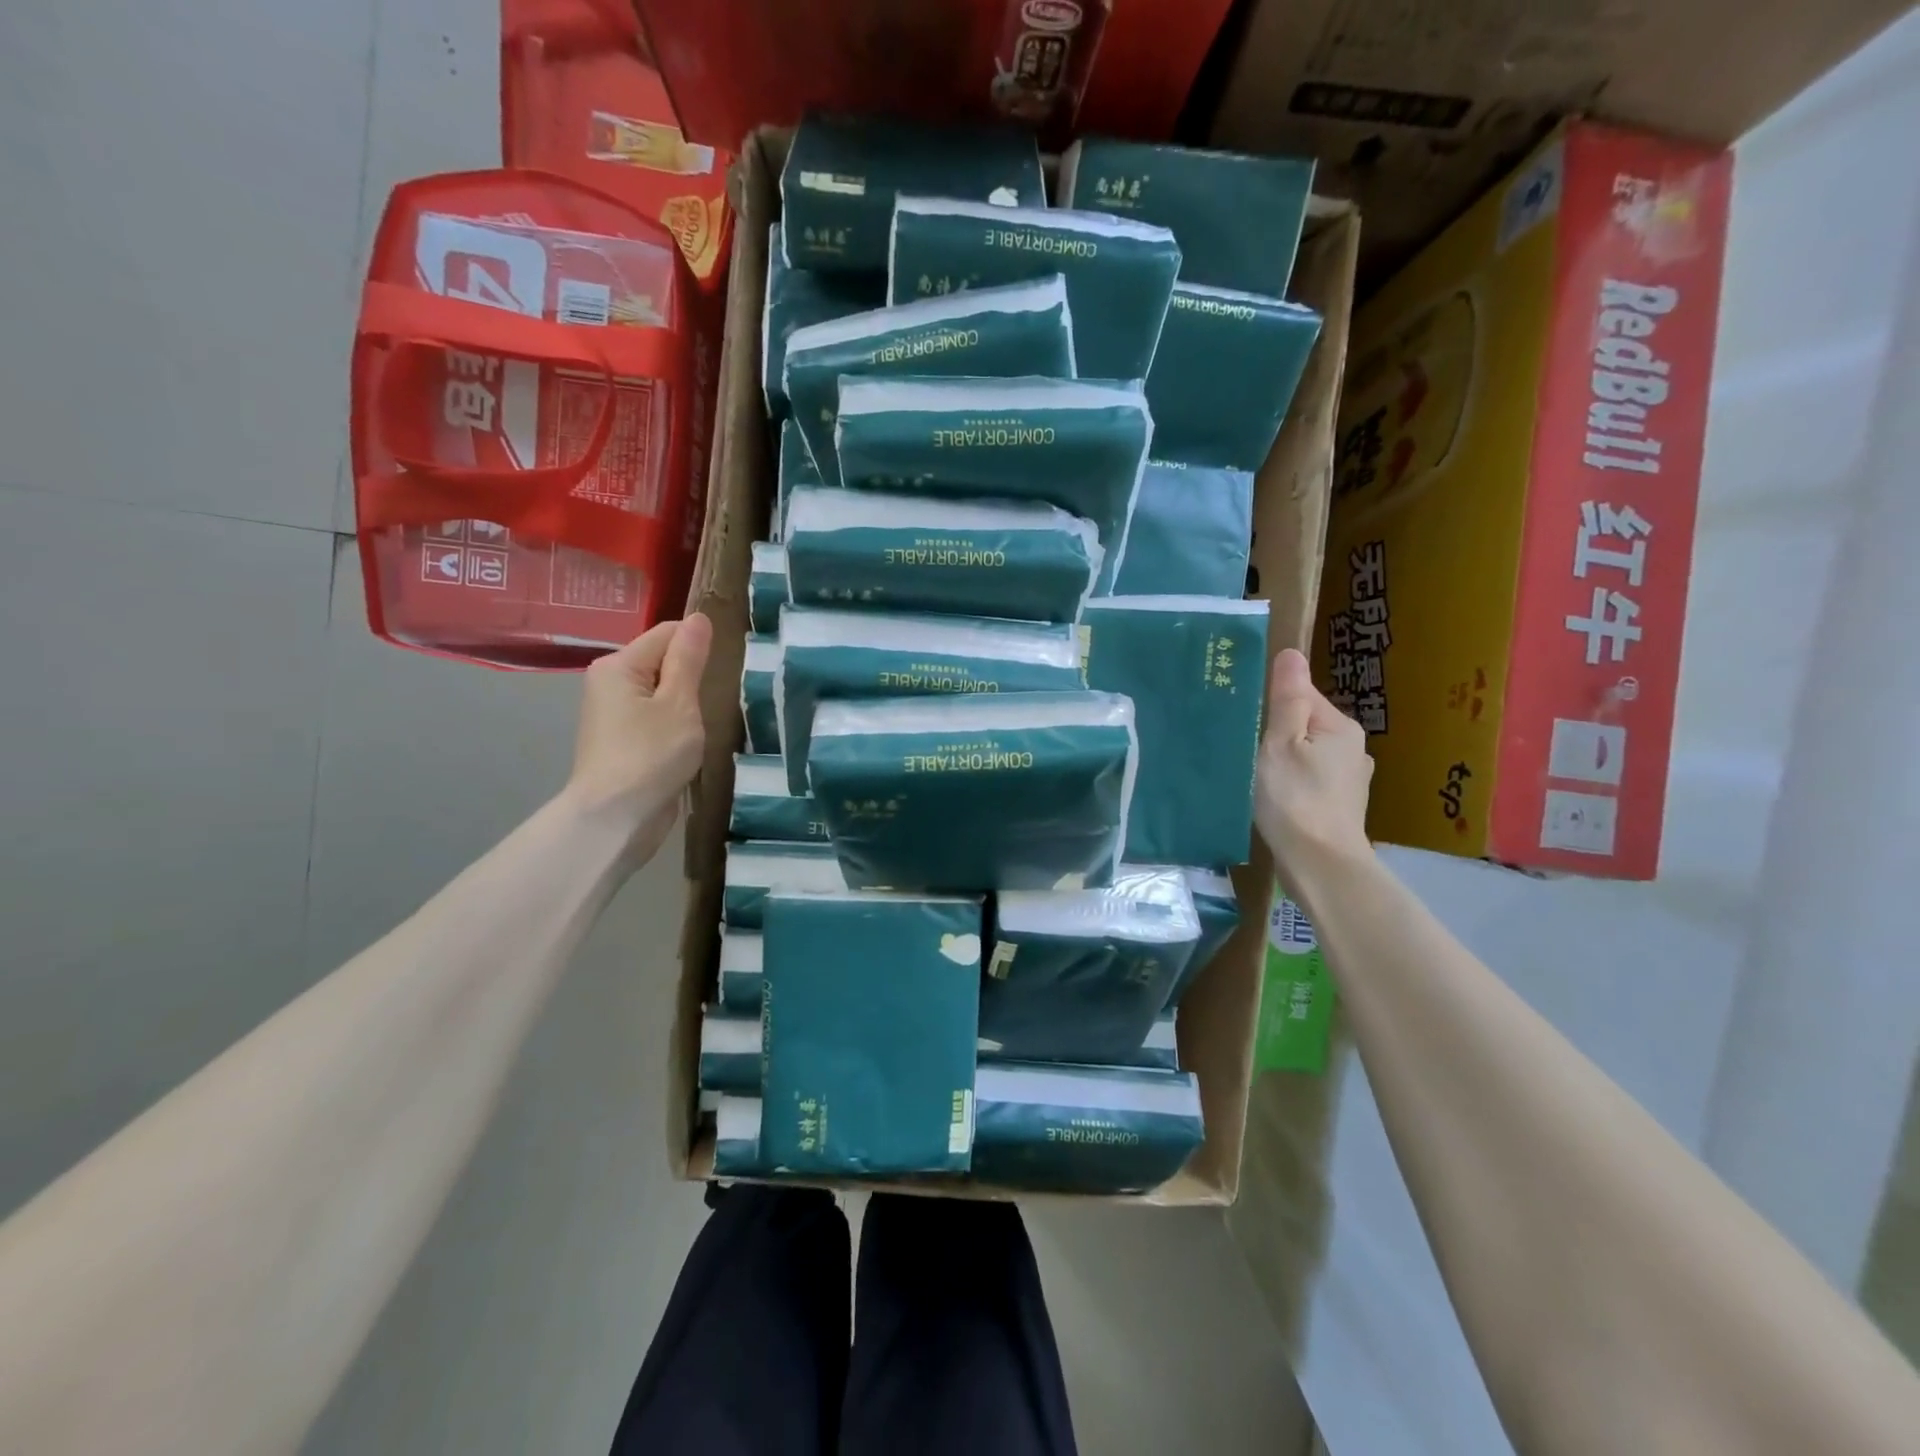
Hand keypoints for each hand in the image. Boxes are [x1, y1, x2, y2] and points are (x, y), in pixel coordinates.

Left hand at [566, 613, 713, 861]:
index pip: (668, 633)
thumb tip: (699, 619)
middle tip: (723, 697)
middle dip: (693, 676)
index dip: (699, 645)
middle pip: (663, 661)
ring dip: (687, 703)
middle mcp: (610, 682)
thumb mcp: (679, 703)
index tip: (727, 669)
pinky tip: (692, 740)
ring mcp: (614, 713)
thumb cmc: (650, 756)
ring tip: (710, 720)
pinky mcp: (623, 739)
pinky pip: (656, 716)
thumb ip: (689, 659)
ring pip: (662, 691)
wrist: (615, 819)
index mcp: (619, 665)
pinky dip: (676, 723)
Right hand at [1256, 647, 1374, 883]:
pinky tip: (1277, 797)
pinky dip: (1294, 782)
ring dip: (1285, 759)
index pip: (1302, 695)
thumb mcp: (1281, 743)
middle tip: (1246, 748)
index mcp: (1340, 726)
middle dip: (1278, 732)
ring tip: (1257, 774)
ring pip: (1307, 754)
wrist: (1320, 864)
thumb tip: (1292, 653)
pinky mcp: (1341, 805)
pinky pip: (1311, 779)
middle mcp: (1353, 747)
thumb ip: (1287, 699)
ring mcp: (1350, 779)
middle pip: (1305, 724)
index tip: (1246, 720)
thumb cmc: (1295, 798)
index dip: (1272, 704)